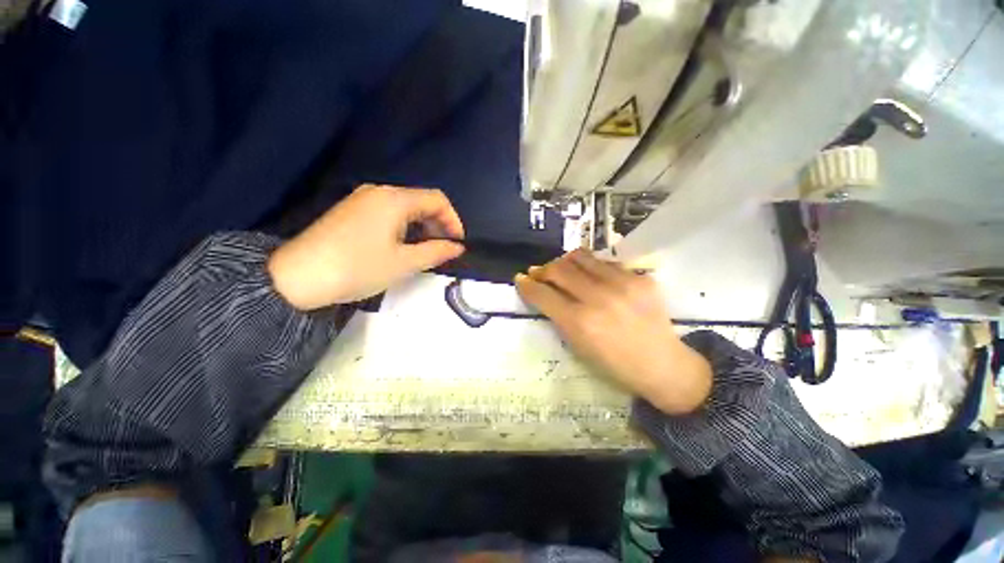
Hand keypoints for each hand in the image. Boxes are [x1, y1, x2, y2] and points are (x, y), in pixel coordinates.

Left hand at [268, 185, 464, 308]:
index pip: (437, 199)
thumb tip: (458, 247)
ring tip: (425, 251)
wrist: (297, 277)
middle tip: (443, 250)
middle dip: (438, 224)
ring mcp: (362, 199)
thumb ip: (436, 252)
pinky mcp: (352, 211)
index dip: (453, 220)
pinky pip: (389, 213)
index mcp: (394, 199)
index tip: (457, 243)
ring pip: (405, 208)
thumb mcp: (404, 263)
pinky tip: (402, 246)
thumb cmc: (358, 268)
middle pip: (421, 201)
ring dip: (422, 227)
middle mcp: (379, 192)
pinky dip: (405, 227)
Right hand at [514, 249, 711, 414]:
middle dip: (542, 270)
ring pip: (581, 257)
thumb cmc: (614, 365)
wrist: (662, 365)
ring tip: (561, 268)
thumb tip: (544, 293)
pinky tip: (591, 276)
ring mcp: (623, 284)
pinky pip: (605, 262)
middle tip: (539, 273)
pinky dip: (591, 267)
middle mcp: (599, 298)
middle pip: (559, 269)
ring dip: (564, 261)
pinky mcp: (640, 278)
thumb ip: (559, 316)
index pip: (543, 294)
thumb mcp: (578, 347)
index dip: (527, 285)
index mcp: (580, 323)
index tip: (520, 279)